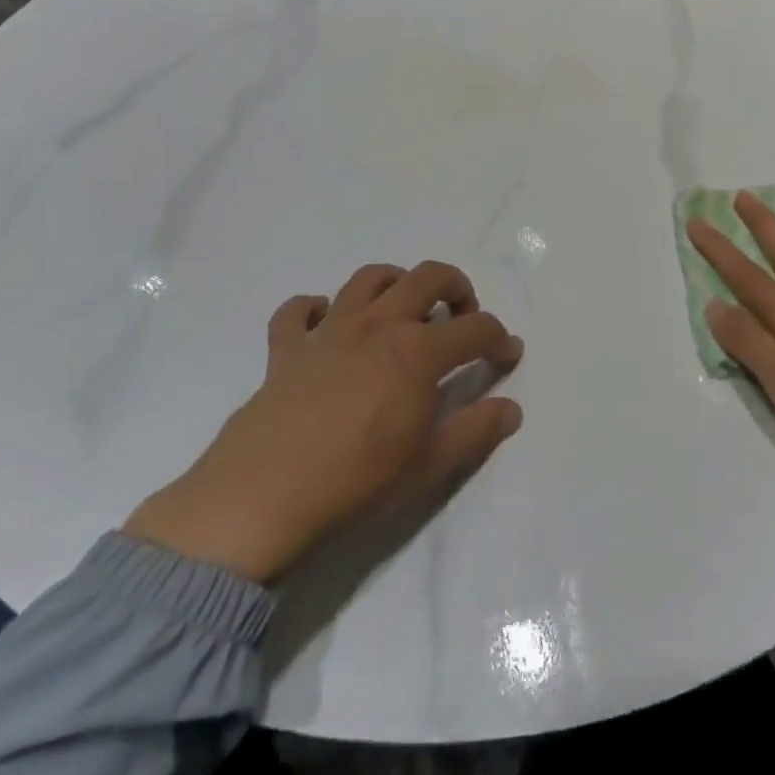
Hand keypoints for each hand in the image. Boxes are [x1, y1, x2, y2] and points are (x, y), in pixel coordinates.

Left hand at [122, 261, 522, 584]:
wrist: (262, 497)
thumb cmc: (356, 481)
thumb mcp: (429, 465)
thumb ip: (476, 431)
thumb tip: (512, 409)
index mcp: (418, 351)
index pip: (475, 329)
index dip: (499, 339)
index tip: (507, 355)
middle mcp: (378, 325)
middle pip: (428, 277)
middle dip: (457, 288)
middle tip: (462, 316)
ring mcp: (329, 330)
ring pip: (369, 279)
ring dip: (396, 283)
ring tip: (404, 309)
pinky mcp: (287, 348)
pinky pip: (298, 311)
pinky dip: (314, 309)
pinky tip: (325, 325)